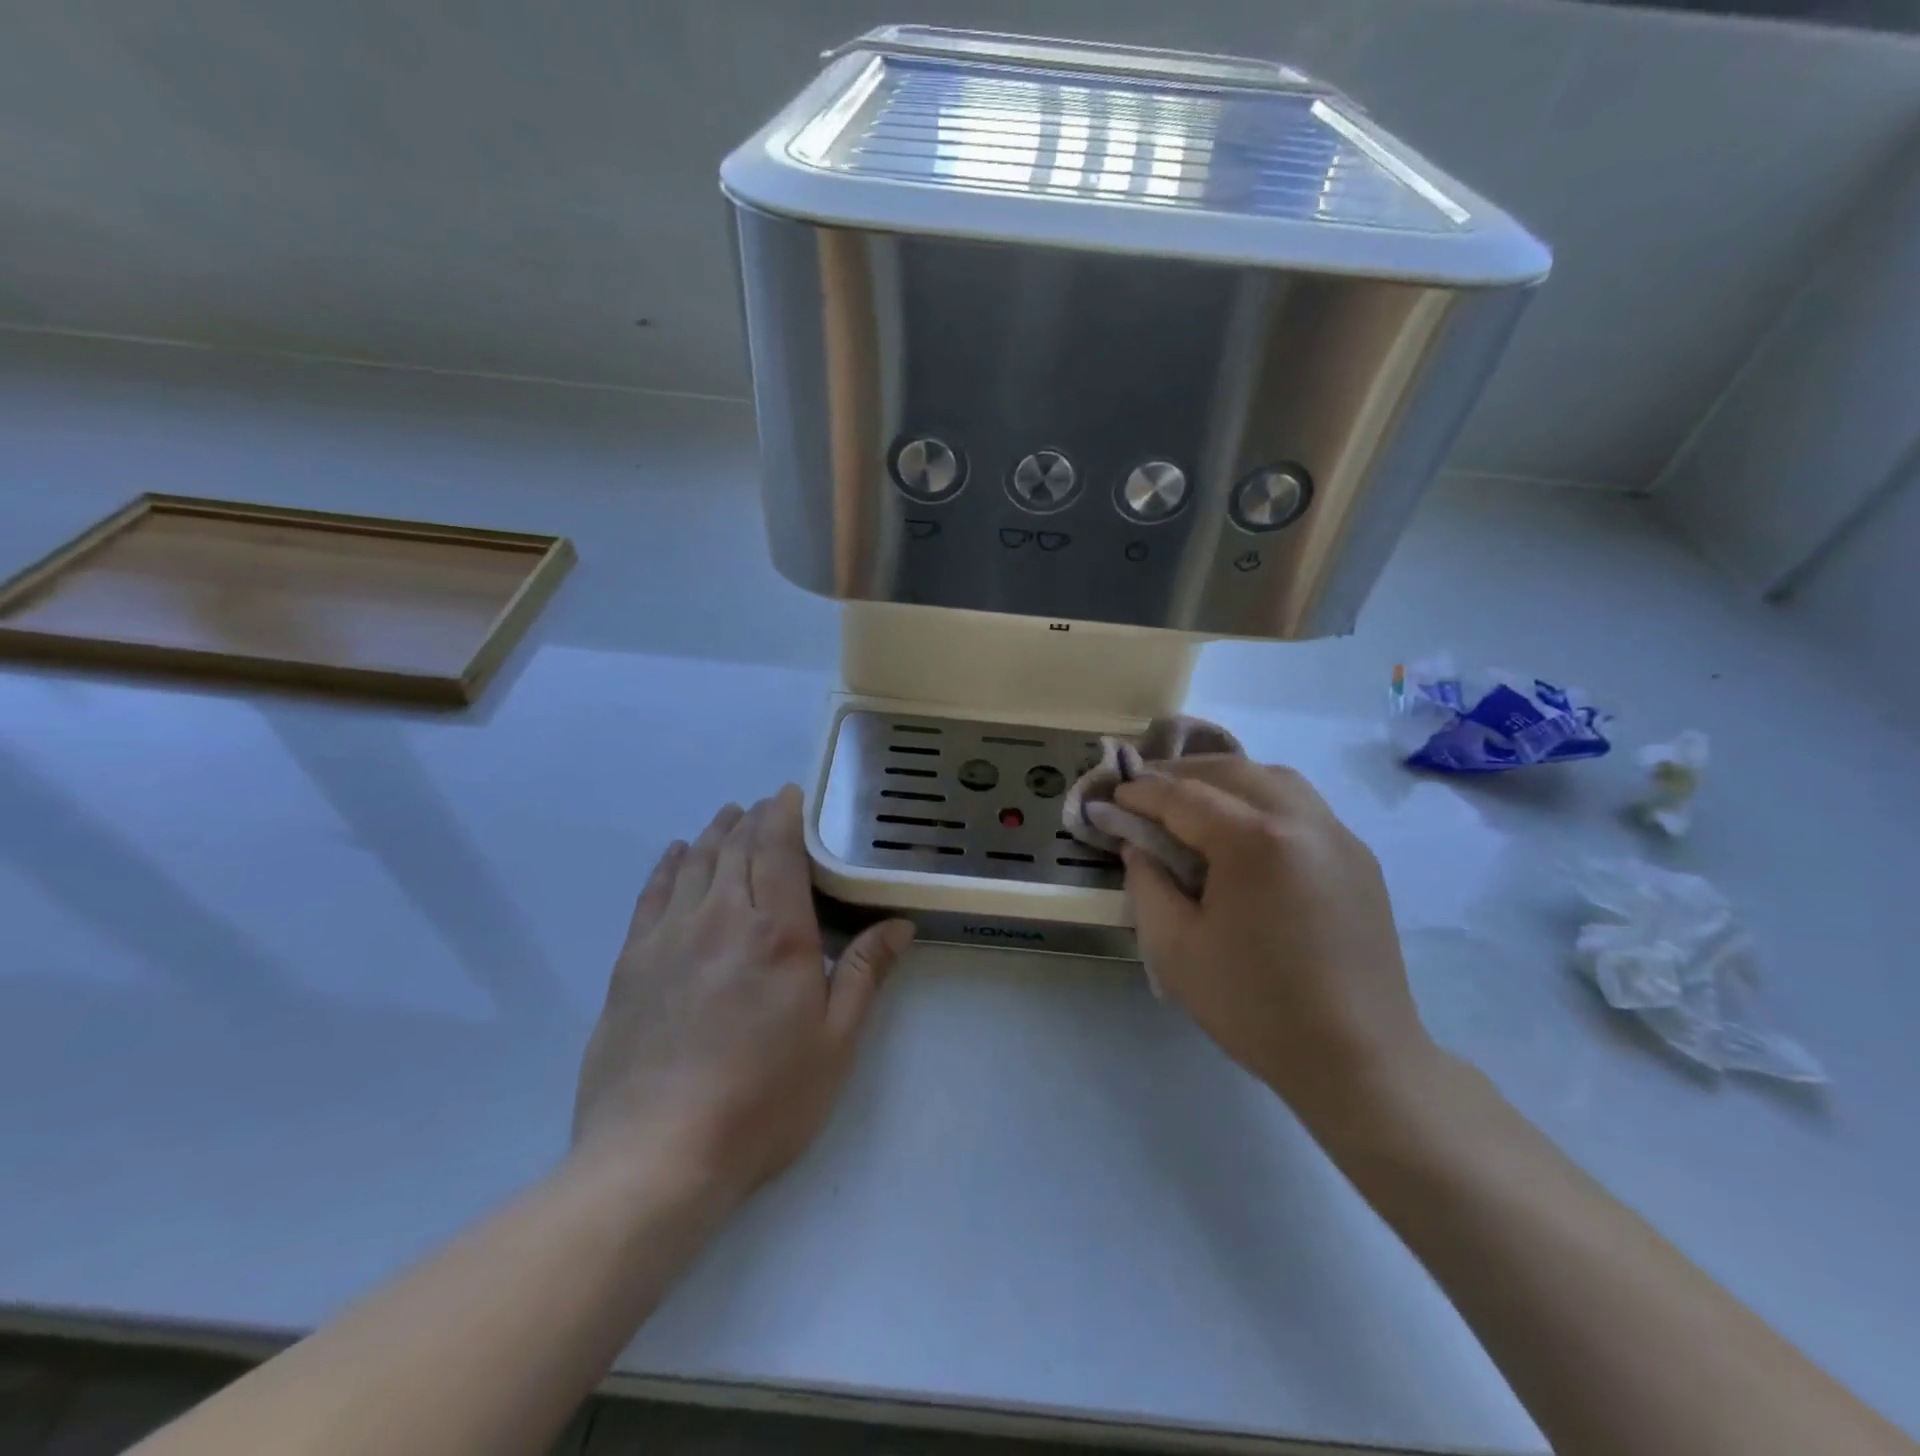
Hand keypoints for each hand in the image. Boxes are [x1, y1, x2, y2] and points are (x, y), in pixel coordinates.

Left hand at [572, 786, 914, 1201]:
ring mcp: (669, 937)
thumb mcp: (835, 1043)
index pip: (779, 849)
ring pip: (694, 863)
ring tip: (727, 818)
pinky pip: (652, 895)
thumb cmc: (763, 1101)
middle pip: (736, 848)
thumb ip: (863, 974)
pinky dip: (668, 866)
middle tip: (764, 805)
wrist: (657, 1154)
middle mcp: (721, 918)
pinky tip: (676, 855)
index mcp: (777, 932)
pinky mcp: (631, 963)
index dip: (784, 814)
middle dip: (753, 818)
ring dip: (714, 834)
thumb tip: (899, 925)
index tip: (790, 794)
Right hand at [1113, 758, 1432, 1120]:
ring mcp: (1339, 837)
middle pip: (1232, 771)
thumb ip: (1146, 883)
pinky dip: (1262, 799)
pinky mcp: (1359, 859)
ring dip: (1225, 779)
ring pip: (1274, 780)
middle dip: (1181, 773)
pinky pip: (1303, 806)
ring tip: (1191, 799)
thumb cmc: (1255, 1007)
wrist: (1358, 1060)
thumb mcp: (1174, 948)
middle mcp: (1303, 822)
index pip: (1184, 797)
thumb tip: (1138, 845)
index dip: (1141, 793)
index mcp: (1256, 842)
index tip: (1110, 796)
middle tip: (1143, 789)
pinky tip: (1242, 830)